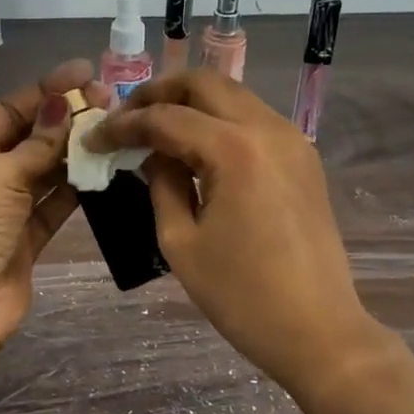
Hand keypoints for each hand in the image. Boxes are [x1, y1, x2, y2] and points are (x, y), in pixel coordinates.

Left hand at [0, 60, 106, 347]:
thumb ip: (37, 143)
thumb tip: (63, 105)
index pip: (9, 110)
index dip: (46, 90)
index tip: (86, 73)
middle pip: (30, 137)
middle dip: (66, 118)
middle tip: (110, 101)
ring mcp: (4, 209)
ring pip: (45, 170)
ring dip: (75, 151)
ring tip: (114, 130)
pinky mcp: (26, 238)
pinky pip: (55, 204)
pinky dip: (76, 187)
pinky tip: (104, 168)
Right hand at [90, 70, 382, 398]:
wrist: (318, 331)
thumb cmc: (242, 295)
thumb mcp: (181, 242)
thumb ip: (161, 184)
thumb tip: (152, 153)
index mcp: (235, 150)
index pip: (166, 118)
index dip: (124, 125)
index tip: (94, 138)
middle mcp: (268, 129)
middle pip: (206, 83)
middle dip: (159, 92)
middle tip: (127, 117)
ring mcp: (293, 140)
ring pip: (233, 96)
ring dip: (191, 104)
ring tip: (157, 130)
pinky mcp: (303, 158)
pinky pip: (254, 120)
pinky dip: (220, 122)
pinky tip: (197, 150)